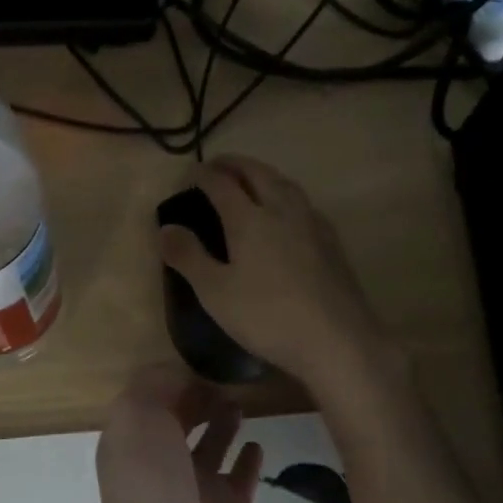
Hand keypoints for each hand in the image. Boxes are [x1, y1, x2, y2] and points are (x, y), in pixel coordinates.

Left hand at [94, 365, 262, 502]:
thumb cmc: (152, 486)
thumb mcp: (138, 417)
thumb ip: (155, 386)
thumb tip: (181, 376)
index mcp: (132, 444)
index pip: (150, 403)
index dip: (172, 381)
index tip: (202, 363)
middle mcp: (161, 466)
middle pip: (180, 424)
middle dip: (196, 401)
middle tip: (227, 379)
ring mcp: (198, 493)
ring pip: (211, 448)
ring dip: (223, 424)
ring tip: (241, 403)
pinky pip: (242, 478)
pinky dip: (249, 460)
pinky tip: (258, 442)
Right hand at [158, 156, 391, 393]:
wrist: (336, 339)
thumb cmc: (268, 317)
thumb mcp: (216, 292)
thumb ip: (189, 257)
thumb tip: (166, 228)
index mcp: (249, 219)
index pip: (221, 184)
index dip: (202, 174)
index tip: (189, 173)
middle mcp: (282, 210)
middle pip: (257, 173)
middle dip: (234, 164)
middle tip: (217, 165)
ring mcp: (311, 223)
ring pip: (285, 183)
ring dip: (263, 174)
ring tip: (251, 179)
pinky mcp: (331, 241)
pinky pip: (303, 202)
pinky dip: (286, 193)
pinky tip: (287, 211)